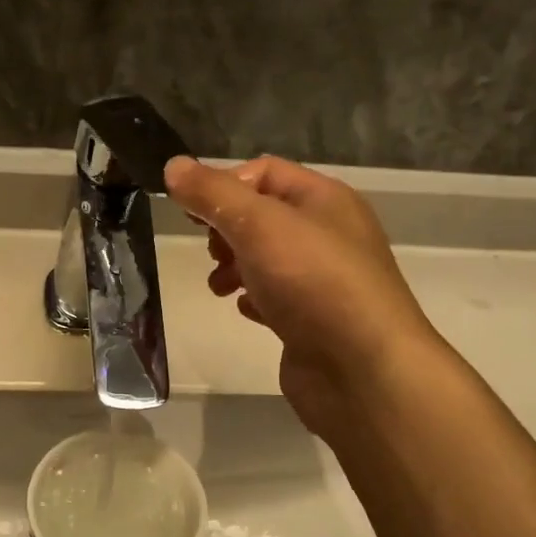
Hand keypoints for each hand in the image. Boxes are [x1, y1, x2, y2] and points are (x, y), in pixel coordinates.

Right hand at [164, 154, 442, 437]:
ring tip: (219, 287)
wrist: (362, 370)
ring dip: (234, 266)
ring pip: (266, 259)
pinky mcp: (314, 320)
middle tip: (211, 252)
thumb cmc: (313, 283)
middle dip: (226, 230)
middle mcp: (328, 234)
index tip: (191, 213)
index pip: (264, 172)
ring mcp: (323, 280)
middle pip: (263, 215)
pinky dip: (254, 299)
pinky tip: (245, 310)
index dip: (223, 185)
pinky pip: (277, 297)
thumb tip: (173, 166)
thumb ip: (214, 195)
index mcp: (324, 199)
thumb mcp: (258, 225)